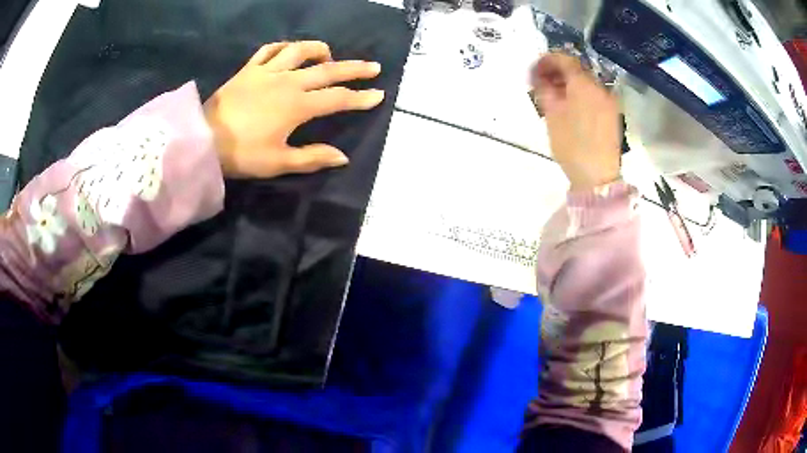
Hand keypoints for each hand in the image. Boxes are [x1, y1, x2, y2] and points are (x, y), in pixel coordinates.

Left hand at [204, 41, 384, 177]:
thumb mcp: (278, 162)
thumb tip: (342, 157)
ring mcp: (267, 72)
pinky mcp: (249, 69)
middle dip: (354, 69)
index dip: (361, 97)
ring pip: (300, 51)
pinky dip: (284, 47)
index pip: (338, 99)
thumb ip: (312, 158)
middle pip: (328, 70)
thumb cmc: (242, 154)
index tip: (379, 95)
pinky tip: (290, 51)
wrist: (203, 140)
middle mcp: (288, 81)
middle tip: (373, 66)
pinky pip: (270, 50)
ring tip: (330, 55)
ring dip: (319, 49)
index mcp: (298, 105)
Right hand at [531, 53, 621, 190]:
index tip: (534, 70)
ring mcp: (609, 101)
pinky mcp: (613, 114)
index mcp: (584, 84)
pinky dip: (580, 94)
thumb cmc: (572, 145)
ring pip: (586, 83)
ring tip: (555, 97)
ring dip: (569, 84)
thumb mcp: (551, 115)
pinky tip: (571, 107)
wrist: (598, 177)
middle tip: (542, 83)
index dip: (547, 60)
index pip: (565, 59)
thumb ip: (544, 89)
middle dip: (558, 72)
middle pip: (577, 69)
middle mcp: (600, 87)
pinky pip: (594, 95)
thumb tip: (540, 77)